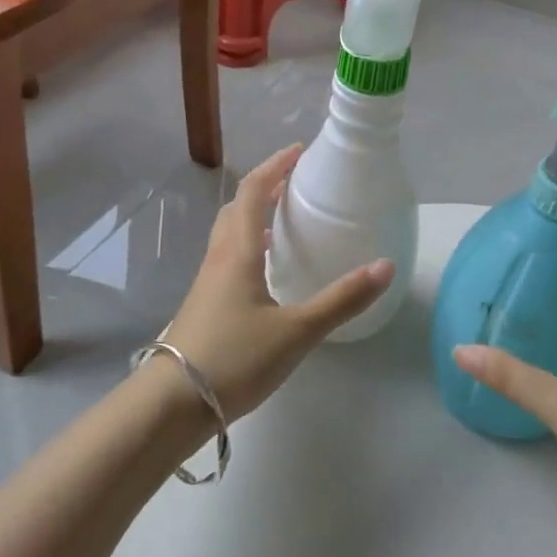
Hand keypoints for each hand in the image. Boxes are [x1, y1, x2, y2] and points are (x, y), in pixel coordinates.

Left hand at [160, 144, 392, 421]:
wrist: (171, 405)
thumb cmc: (234, 359)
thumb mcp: (297, 331)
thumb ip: (342, 300)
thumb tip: (385, 266)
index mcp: (237, 252)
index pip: (252, 192)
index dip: (275, 166)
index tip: (299, 151)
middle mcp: (218, 258)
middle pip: (236, 208)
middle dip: (264, 187)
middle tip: (294, 184)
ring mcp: (206, 283)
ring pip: (228, 234)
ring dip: (252, 216)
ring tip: (282, 221)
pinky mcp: (203, 305)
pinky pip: (227, 259)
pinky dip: (247, 246)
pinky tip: (265, 272)